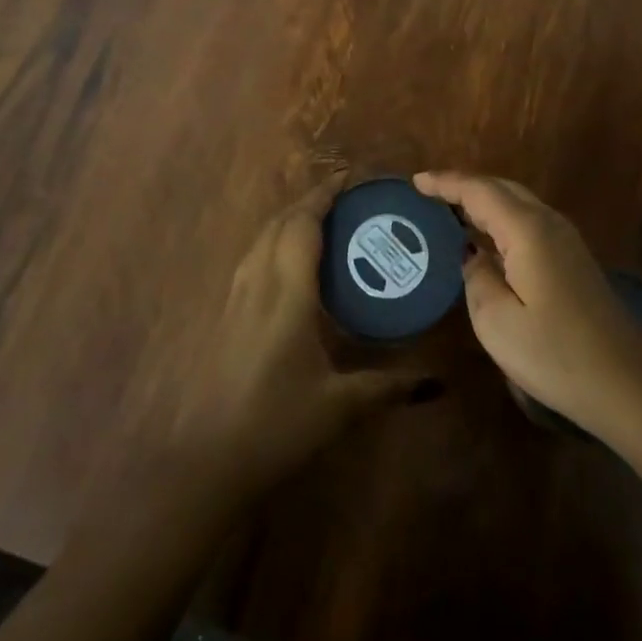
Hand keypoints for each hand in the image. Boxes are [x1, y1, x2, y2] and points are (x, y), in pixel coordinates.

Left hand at [123, 173, 430, 501]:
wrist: (206, 462)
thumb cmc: (275, 426)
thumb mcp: (339, 406)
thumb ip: (388, 387)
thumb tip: (435, 382)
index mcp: (286, 294)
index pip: (302, 226)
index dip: (324, 196)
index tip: (349, 178)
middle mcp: (257, 285)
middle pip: (279, 225)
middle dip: (309, 202)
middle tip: (345, 200)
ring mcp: (235, 300)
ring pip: (261, 240)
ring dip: (289, 220)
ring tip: (322, 223)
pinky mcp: (225, 316)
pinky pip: (252, 260)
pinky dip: (275, 243)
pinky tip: (291, 266)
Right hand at [414, 170, 641, 465]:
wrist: (627, 384)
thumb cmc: (556, 355)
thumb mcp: (497, 323)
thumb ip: (476, 278)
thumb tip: (472, 254)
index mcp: (528, 230)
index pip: (479, 191)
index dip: (446, 183)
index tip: (415, 181)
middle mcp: (549, 223)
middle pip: (501, 188)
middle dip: (464, 186)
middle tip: (429, 193)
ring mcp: (566, 239)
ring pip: (518, 203)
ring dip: (484, 200)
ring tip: (450, 210)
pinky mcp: (574, 259)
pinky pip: (529, 221)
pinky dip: (501, 219)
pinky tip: (487, 238)